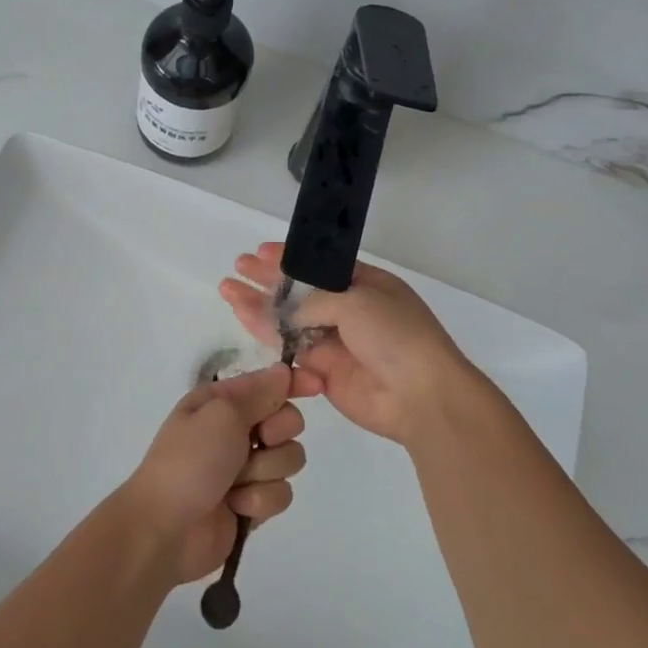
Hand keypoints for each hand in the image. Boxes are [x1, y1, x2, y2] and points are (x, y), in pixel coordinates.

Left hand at [115, 364, 306, 583]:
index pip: (267, 383)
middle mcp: (234, 430)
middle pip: (287, 421)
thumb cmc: (189, 461)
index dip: (293, 382)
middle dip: (278, 433)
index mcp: (221, 402)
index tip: (317, 386)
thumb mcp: (221, 414)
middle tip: (258, 441)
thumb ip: (259, 394)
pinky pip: (281, 493)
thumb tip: (283, 371)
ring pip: (288, 459)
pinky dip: (260, 500)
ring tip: (236, 483)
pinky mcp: (252, 502)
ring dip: (265, 471)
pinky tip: (237, 507)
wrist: (165, 528)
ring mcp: (244, 468)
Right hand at [219, 243, 482, 446]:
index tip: (261, 252)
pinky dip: (265, 332)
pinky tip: (241, 316)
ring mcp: (335, 341)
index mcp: (366, 285)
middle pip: (300, 291)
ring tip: (228, 289)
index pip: (321, 267)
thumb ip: (315, 301)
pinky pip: (288, 347)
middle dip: (268, 279)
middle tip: (238, 267)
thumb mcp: (356, 300)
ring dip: (259, 304)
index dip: (291, 259)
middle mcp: (348, 310)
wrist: (420, 396)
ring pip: (289, 319)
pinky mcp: (323, 371)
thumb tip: (289, 313)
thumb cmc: (395, 335)